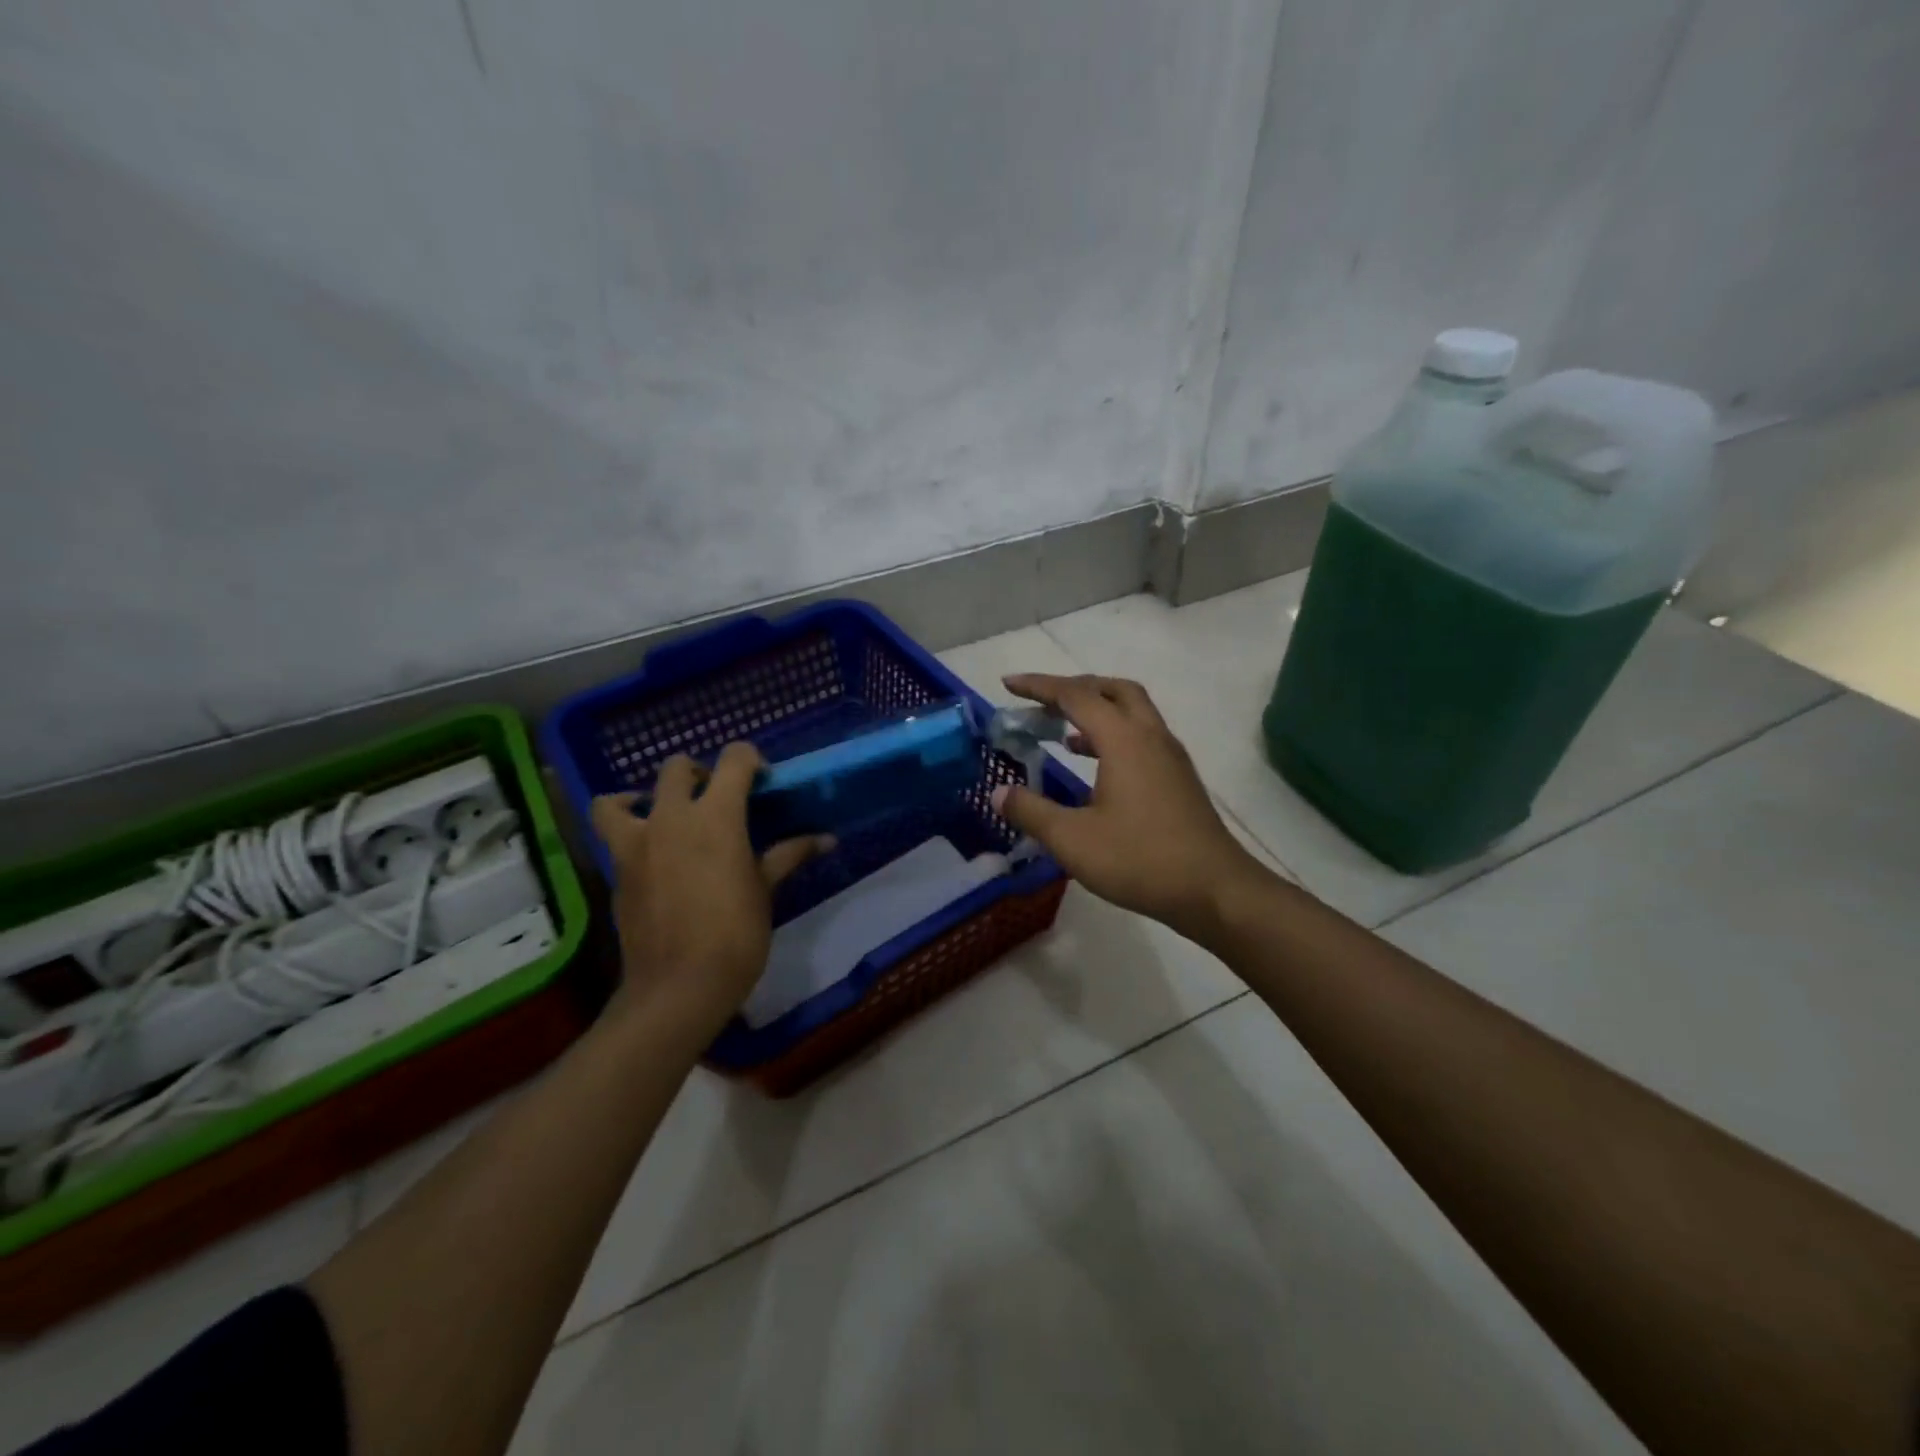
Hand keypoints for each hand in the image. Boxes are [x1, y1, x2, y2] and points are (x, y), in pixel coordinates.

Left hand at [591, 743, 831, 1036]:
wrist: (679, 986)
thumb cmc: (735, 934)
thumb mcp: (765, 890)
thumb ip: (789, 855)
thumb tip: (826, 839)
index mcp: (716, 816)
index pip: (733, 760)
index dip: (750, 760)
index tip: (762, 780)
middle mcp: (670, 818)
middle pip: (676, 768)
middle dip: (698, 773)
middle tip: (716, 799)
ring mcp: (635, 843)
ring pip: (619, 799)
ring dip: (640, 799)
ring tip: (660, 817)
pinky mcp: (616, 871)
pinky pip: (613, 837)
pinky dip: (627, 835)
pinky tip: (650, 856)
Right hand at [992, 674, 1263, 938]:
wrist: (1214, 890)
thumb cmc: (1140, 859)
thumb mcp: (1073, 839)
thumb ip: (1031, 811)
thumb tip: (998, 793)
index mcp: (1124, 739)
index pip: (1075, 696)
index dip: (1039, 687)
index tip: (1008, 684)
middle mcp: (1150, 736)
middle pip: (1112, 690)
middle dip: (1074, 688)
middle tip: (1042, 702)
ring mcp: (1170, 756)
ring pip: (1132, 711)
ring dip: (1097, 710)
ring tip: (1061, 731)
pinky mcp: (1178, 778)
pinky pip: (1141, 736)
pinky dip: (1113, 735)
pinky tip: (1094, 765)